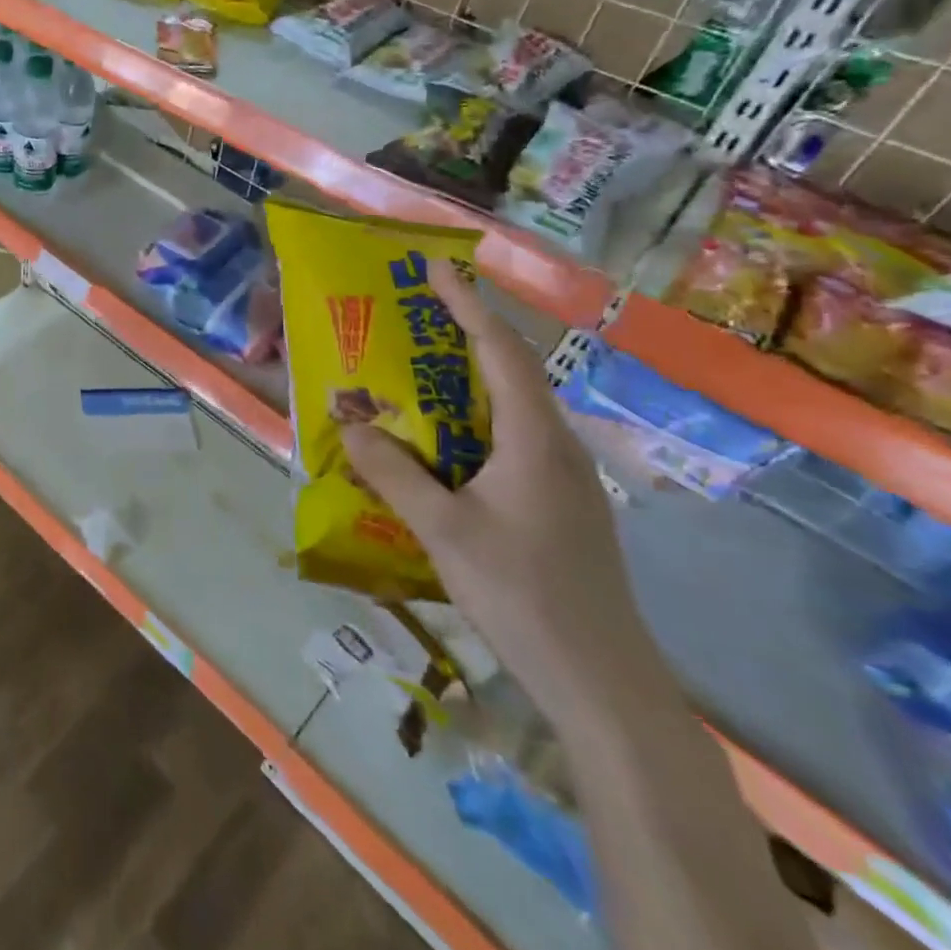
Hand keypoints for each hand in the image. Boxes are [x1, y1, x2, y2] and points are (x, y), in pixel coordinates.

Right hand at [341, 262, 665, 726]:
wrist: (601, 681)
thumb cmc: (523, 593)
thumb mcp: (443, 530)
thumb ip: (393, 473)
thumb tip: (349, 425)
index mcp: (534, 438)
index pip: (500, 351)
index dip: (466, 305)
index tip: (435, 268)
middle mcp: (555, 445)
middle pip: (511, 371)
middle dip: (465, 334)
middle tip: (415, 313)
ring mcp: (561, 478)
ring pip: (511, 409)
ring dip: (467, 380)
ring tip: (417, 370)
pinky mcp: (557, 505)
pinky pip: (510, 441)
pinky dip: (472, 421)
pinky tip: (440, 444)